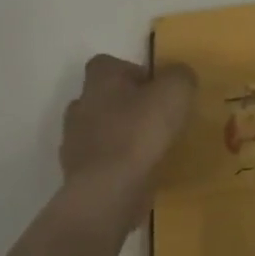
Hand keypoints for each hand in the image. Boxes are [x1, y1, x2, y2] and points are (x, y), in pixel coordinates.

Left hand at [57, 55, 196, 233]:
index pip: (108, 64)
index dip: (132, 72)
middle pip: (103, 97)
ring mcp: (74, 142)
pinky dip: (118, 164)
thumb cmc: (140, 132)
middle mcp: (81, 106)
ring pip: (100, 131)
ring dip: (121, 135)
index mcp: (99, 81)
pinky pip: (102, 161)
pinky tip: (141, 172)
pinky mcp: (78, 174)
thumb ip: (180, 76)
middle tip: (157, 118)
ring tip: (151, 148)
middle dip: (127, 105)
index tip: (155, 88)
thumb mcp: (175, 92)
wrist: (109, 191)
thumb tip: (178, 77)